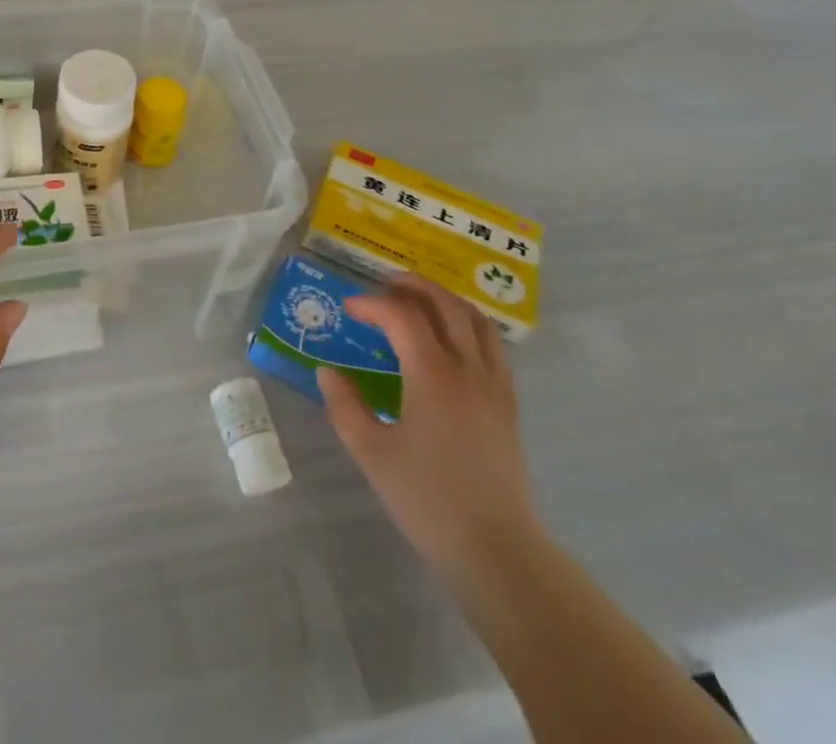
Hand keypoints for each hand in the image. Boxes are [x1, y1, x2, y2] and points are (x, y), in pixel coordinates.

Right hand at [318, 275, 538, 574]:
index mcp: (432, 374)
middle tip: (383, 286)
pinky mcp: (508, 405)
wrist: (496, 550)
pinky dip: (468, 326)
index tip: (348, 308)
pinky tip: (451, 342)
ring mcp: (494, 385)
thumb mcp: (371, 452)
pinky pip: (492, 346)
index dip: (372, 304)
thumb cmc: (427, 499)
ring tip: (419, 302)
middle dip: (412, 286)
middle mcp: (468, 369)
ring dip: (445, 300)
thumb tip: (327, 371)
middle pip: (445, 304)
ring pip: (476, 320)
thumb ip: (344, 405)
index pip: (402, 316)